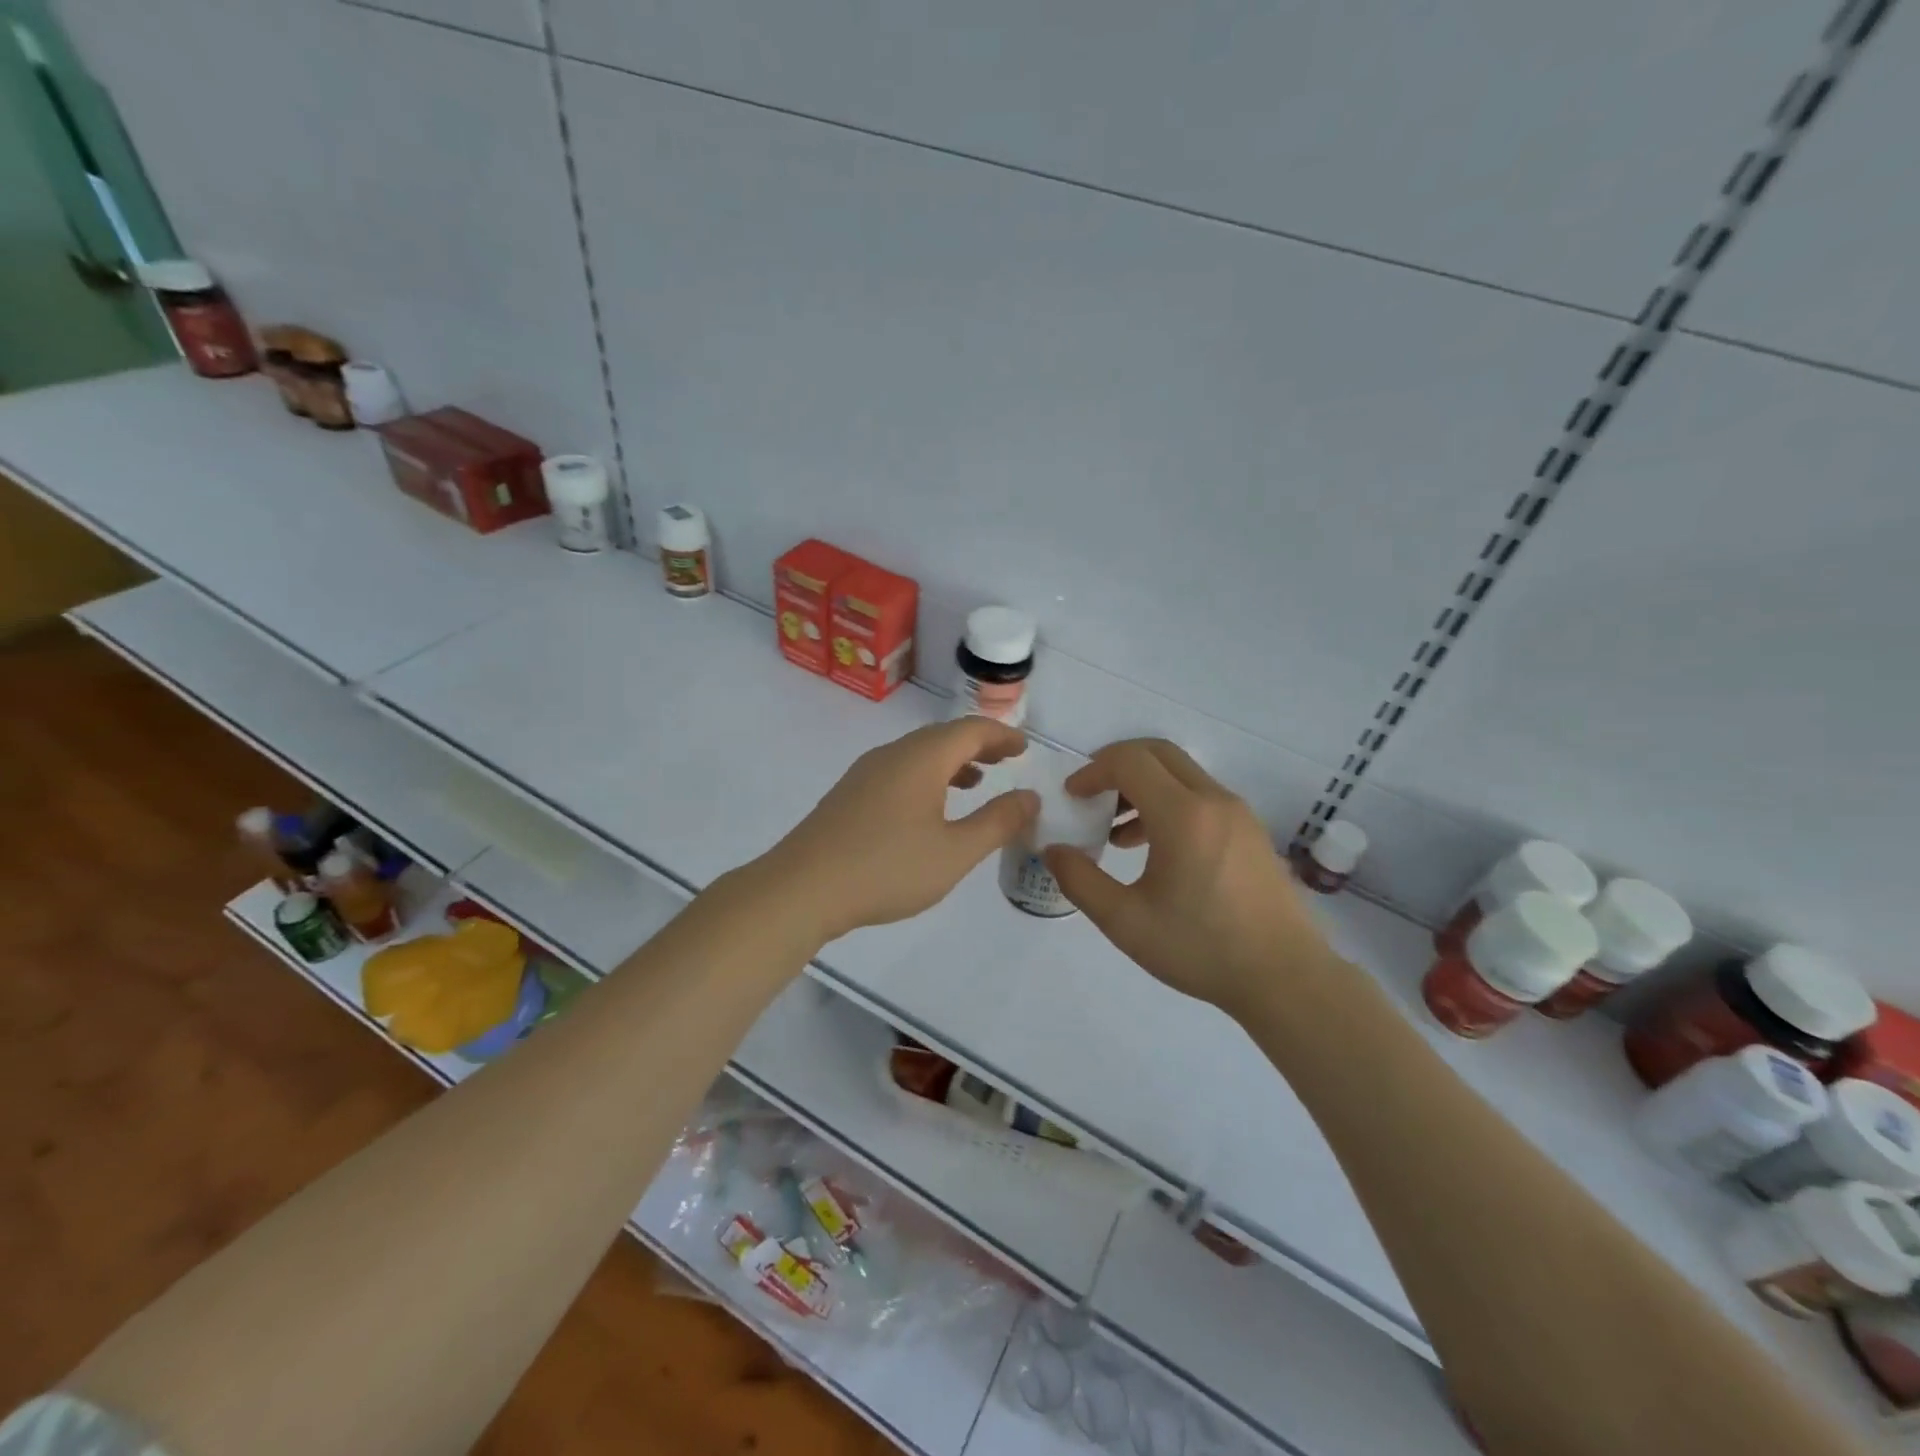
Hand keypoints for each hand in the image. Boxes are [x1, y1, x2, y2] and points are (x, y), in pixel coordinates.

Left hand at [769, 718, 1037, 940]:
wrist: (802, 889)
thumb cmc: (886, 868)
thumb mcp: (954, 852)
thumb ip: (997, 822)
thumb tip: (1029, 797)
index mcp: (921, 758)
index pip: (971, 730)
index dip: (1002, 735)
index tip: (1025, 747)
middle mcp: (893, 754)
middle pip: (943, 736)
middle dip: (979, 744)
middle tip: (1007, 759)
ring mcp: (866, 773)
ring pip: (918, 754)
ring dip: (952, 761)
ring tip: (977, 781)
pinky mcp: (849, 794)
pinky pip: (899, 771)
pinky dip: (927, 777)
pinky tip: (930, 808)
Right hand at [1042, 739, 1335, 1015]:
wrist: (1285, 979)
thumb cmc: (1201, 949)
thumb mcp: (1125, 922)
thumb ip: (1080, 881)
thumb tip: (1053, 850)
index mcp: (1183, 815)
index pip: (1130, 761)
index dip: (1093, 771)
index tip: (1072, 797)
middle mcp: (1214, 800)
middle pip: (1158, 753)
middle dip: (1117, 765)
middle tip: (1090, 796)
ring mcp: (1238, 814)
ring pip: (1181, 774)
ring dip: (1143, 786)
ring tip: (1116, 832)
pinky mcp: (1250, 831)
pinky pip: (1201, 797)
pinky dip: (1169, 803)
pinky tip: (1154, 850)